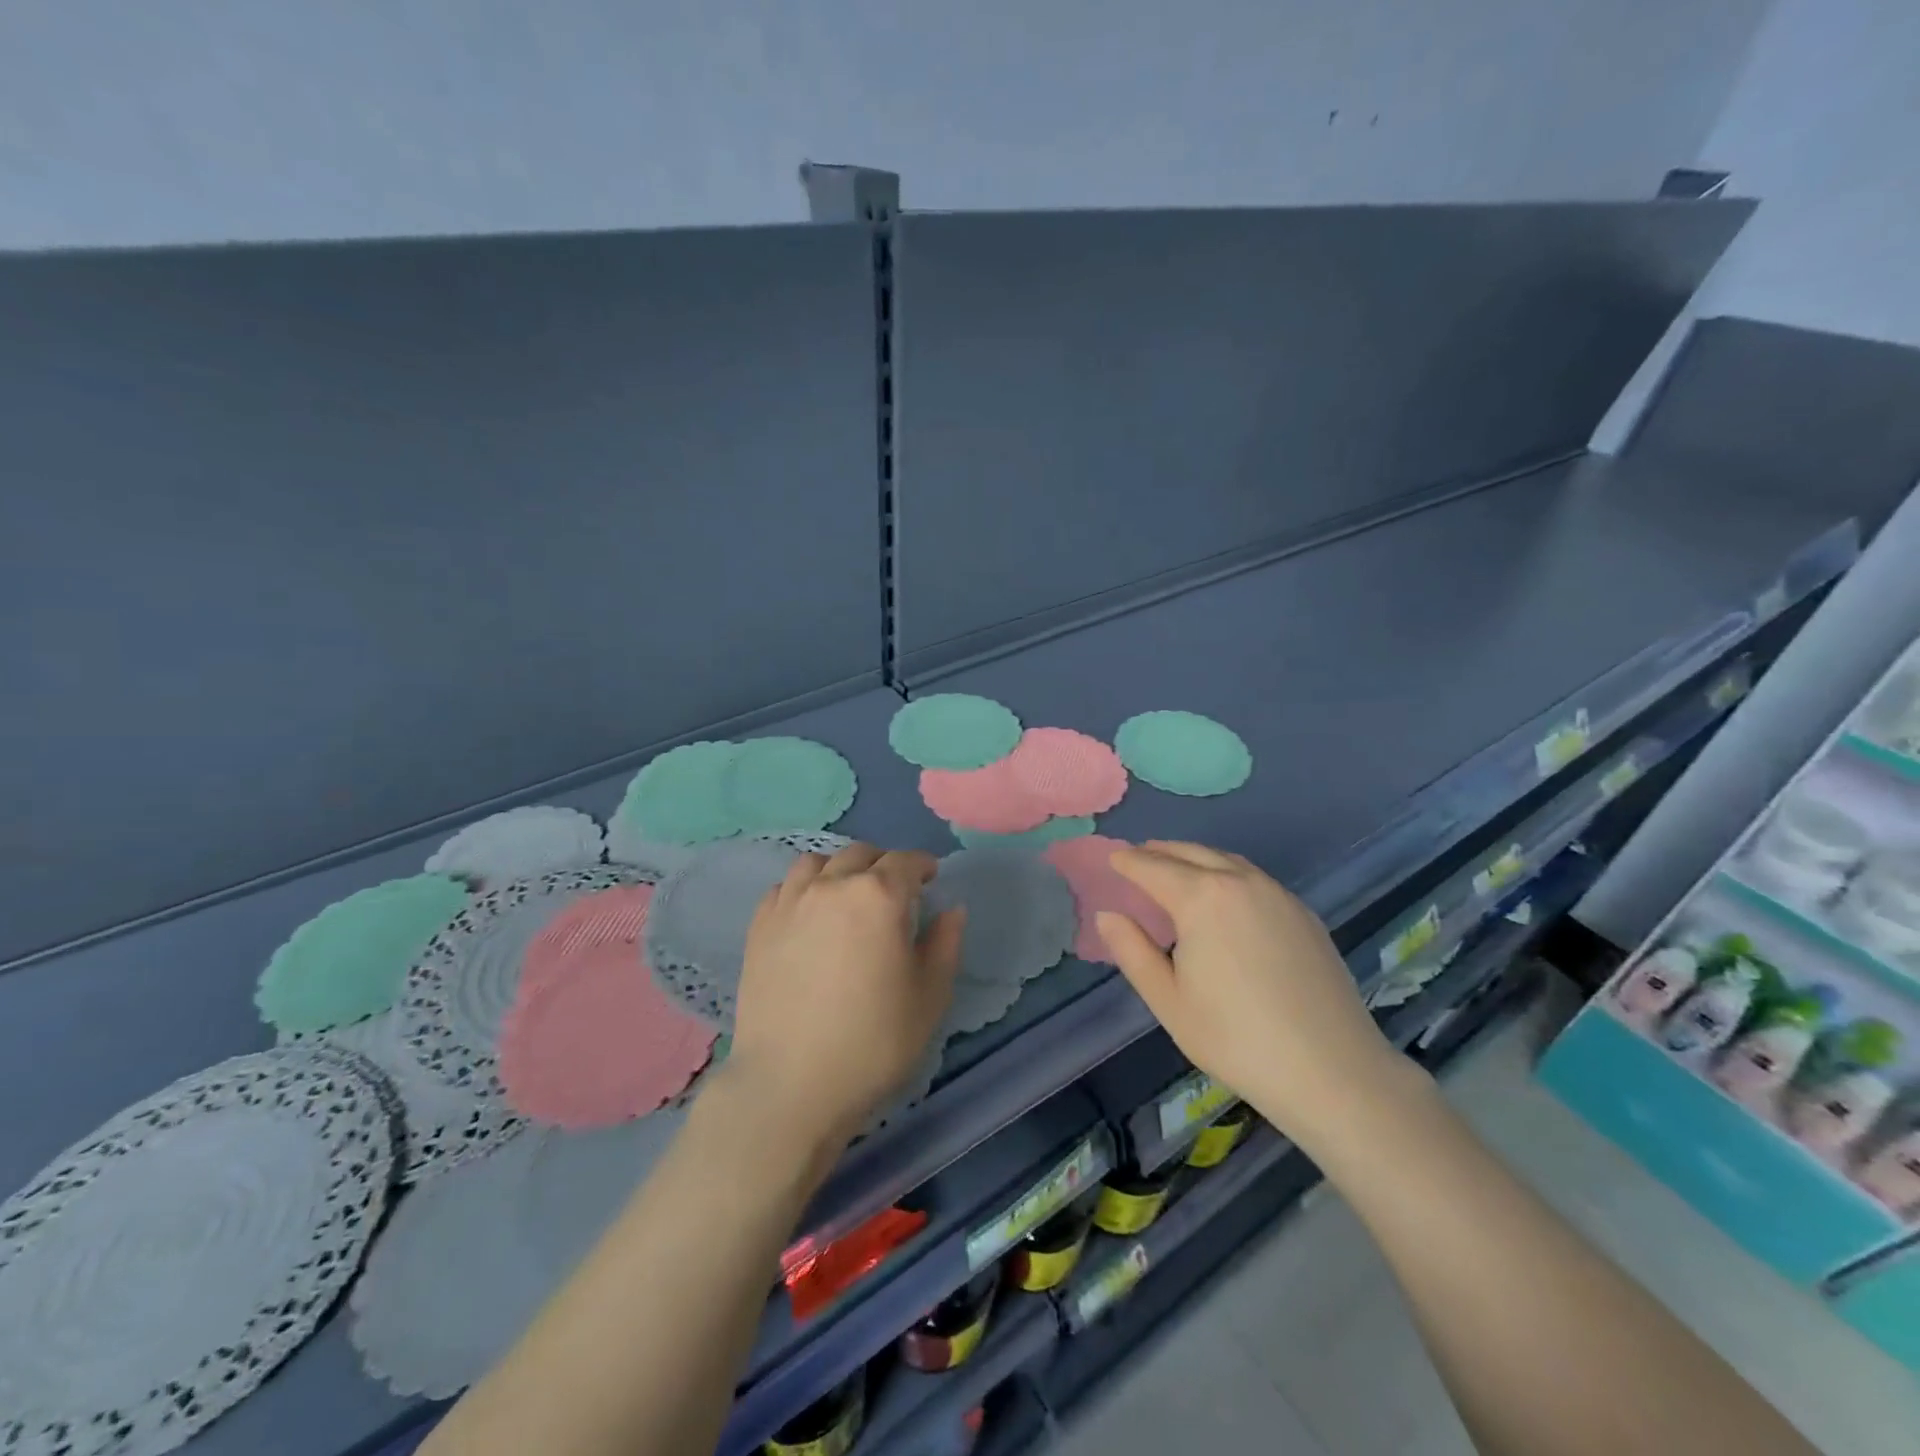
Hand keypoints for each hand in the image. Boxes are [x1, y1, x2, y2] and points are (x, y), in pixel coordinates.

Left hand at [726, 843, 964, 1145]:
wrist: (790, 1084)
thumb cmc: (873, 1042)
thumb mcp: (930, 997)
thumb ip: (945, 944)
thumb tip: (951, 910)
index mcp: (879, 896)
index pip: (905, 861)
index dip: (923, 866)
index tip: (930, 878)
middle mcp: (832, 885)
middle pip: (861, 854)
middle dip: (883, 864)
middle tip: (894, 891)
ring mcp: (789, 902)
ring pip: (817, 862)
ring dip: (840, 869)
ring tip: (847, 895)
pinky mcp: (759, 926)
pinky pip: (784, 887)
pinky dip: (803, 889)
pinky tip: (809, 915)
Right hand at [1096, 841, 1412, 1151]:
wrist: (1332, 1071)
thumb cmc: (1235, 1038)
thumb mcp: (1168, 1000)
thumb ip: (1132, 951)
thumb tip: (1108, 915)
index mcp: (1202, 898)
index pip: (1153, 867)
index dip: (1128, 861)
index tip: (1112, 858)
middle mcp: (1240, 882)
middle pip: (1191, 853)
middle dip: (1159, 852)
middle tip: (1138, 857)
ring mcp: (1278, 895)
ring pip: (1226, 860)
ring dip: (1195, 858)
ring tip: (1176, 870)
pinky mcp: (1303, 914)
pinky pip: (1254, 878)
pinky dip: (1227, 873)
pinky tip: (1224, 896)